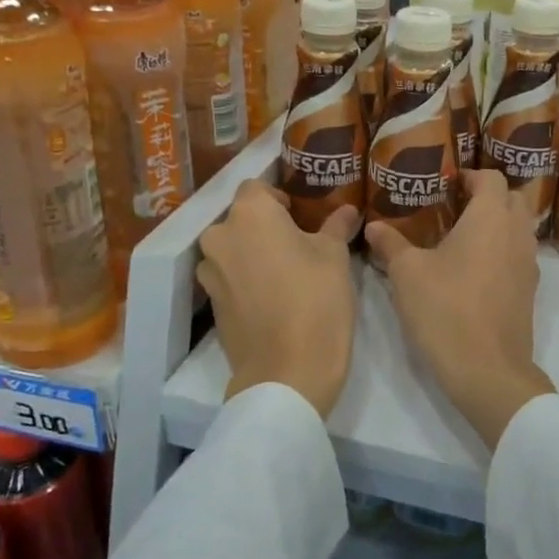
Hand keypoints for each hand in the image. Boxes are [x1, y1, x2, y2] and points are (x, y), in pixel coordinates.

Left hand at [197, 182, 361, 418]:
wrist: (287, 371)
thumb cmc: (316, 300)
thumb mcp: (335, 257)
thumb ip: (336, 226)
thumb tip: (348, 210)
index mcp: (250, 214)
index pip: (256, 187)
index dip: (279, 198)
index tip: (301, 216)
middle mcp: (221, 236)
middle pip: (241, 219)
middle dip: (266, 227)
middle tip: (298, 245)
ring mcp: (210, 272)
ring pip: (233, 248)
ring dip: (254, 253)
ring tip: (285, 273)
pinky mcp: (211, 303)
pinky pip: (229, 277)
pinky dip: (246, 279)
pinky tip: (273, 297)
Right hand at [365, 169, 554, 450]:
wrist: (487, 369)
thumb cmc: (445, 310)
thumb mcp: (407, 274)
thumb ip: (390, 244)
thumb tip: (373, 226)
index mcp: (491, 217)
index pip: (490, 177)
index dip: (469, 175)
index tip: (445, 185)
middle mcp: (517, 233)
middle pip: (511, 198)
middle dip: (486, 196)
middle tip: (453, 207)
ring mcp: (528, 264)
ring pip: (519, 228)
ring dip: (497, 224)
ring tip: (461, 237)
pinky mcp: (529, 291)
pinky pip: (519, 255)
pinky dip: (502, 250)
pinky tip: (473, 270)